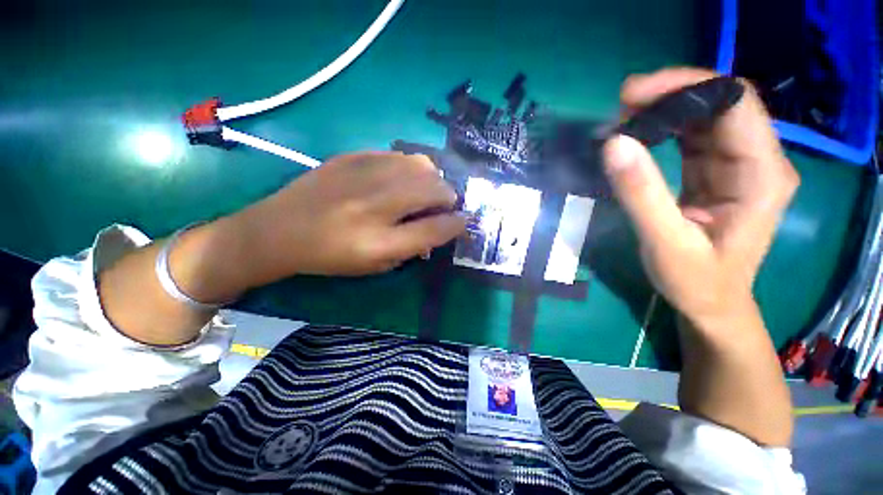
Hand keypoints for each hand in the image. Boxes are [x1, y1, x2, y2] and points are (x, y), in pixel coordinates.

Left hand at [234, 152, 465, 280]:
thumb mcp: (375, 265)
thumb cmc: (330, 256)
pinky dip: (410, 168)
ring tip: (425, 190)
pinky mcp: (352, 156)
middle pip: (434, 189)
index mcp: (380, 242)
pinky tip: (401, 178)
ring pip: (421, 165)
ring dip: (433, 179)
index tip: (465, 220)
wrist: (279, 229)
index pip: (435, 229)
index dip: (457, 224)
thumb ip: (413, 247)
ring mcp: (362, 175)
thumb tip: (440, 227)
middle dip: (449, 197)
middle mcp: (375, 205)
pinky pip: (398, 155)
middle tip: (443, 205)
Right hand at [602, 68, 799, 327]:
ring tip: (622, 118)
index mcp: (762, 175)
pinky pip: (693, 135)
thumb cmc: (696, 282)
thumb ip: (641, 193)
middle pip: (721, 103)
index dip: (686, 86)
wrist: (711, 303)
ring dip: (664, 110)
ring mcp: (737, 163)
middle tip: (620, 106)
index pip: (735, 103)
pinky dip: (662, 128)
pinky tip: (637, 133)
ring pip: (705, 115)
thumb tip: (613, 144)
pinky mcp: (716, 171)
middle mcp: (758, 160)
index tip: (633, 94)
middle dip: (670, 95)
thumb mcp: (665, 242)